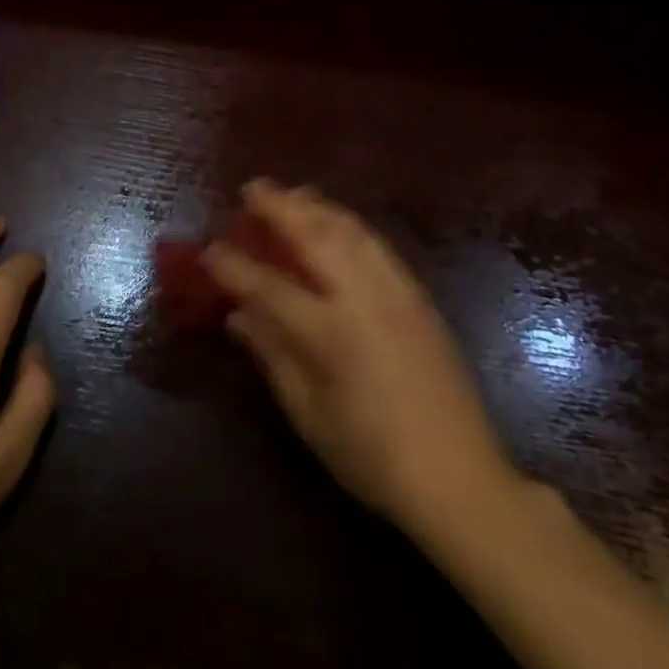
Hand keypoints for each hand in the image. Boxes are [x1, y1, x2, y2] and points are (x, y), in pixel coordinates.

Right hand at [203, 180, 518, 537]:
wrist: (461, 479)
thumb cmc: (372, 456)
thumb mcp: (308, 414)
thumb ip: (271, 355)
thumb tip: (237, 316)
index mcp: (329, 332)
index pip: (267, 285)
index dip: (232, 265)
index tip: (208, 250)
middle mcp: (362, 298)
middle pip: (314, 235)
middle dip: (278, 206)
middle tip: (251, 189)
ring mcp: (395, 292)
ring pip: (349, 229)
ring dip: (315, 206)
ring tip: (291, 195)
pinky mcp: (418, 297)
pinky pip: (376, 243)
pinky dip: (347, 224)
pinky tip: (336, 223)